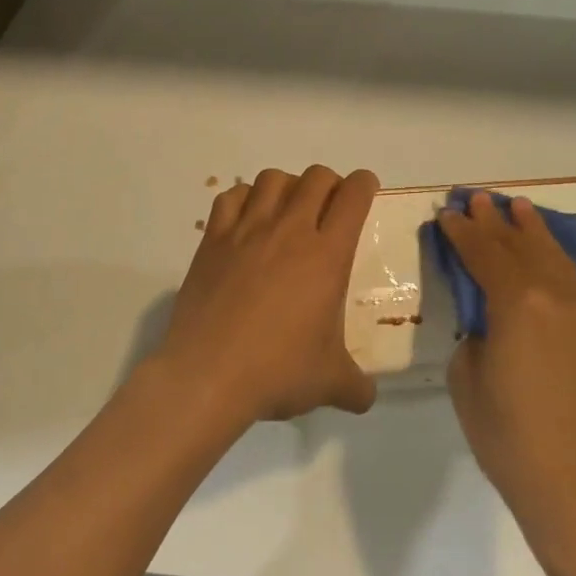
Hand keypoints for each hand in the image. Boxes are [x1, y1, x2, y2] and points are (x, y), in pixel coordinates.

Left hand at [156, 166, 379, 426]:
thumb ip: (356, 386)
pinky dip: (244, 198)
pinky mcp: (213, 240)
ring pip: (272, 179)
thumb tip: (366, 398)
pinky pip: (230, 197)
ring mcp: (247, 230)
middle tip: (328, 207)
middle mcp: (289, 231)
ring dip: (287, 185)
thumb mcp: (330, 384)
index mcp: (327, 255)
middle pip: (315, 177)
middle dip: (329, 183)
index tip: (364, 189)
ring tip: (287, 210)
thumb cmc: (277, 372)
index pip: (352, 196)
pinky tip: (247, 220)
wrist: (208, 374)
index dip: (364, 185)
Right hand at [438, 192, 575, 560]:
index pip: (485, 255)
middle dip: (498, 222)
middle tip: (480, 198)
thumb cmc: (510, 440)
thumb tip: (488, 324)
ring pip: (555, 261)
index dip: (463, 233)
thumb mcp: (468, 381)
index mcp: (518, 305)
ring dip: (534, 233)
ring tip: (520, 208)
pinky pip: (574, 286)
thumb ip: (475, 336)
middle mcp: (556, 300)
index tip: (448, 213)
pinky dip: (556, 262)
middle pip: (522, 248)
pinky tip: (548, 259)